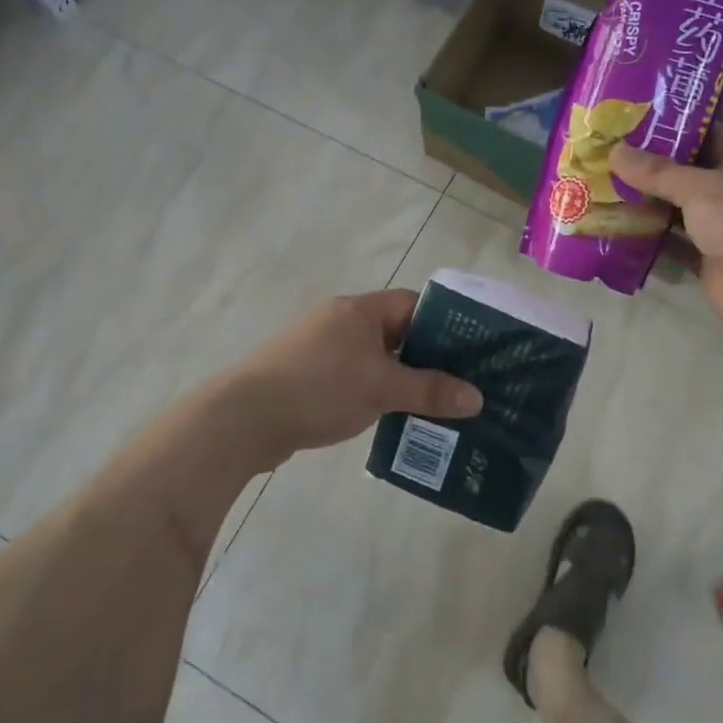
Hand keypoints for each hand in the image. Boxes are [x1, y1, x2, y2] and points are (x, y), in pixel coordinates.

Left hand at [228, 289, 483, 461]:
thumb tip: (477, 397)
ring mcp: (321, 349)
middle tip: (460, 384)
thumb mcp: (382, 388)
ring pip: (375, 359)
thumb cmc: (320, 388)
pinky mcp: (308, 376)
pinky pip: (354, 378)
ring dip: (401, 379)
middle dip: (427, 358)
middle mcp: (340, 321)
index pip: (413, 304)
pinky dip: (375, 393)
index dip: (444, 324)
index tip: (471, 351)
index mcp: (359, 310)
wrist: (245, 417)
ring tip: (435, 406)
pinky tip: (393, 418)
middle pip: (396, 332)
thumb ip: (430, 391)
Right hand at [610, 127, 722, 340]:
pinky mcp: (705, 259)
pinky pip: (670, 246)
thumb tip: (614, 151)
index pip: (703, 133)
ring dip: (642, 206)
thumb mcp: (700, 188)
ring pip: (673, 211)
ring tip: (599, 192)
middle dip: (646, 168)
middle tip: (603, 158)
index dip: (671, 126)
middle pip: (682, 173)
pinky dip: (647, 242)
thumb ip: (657, 172)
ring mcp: (717, 227)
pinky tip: (614, 234)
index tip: (630, 121)